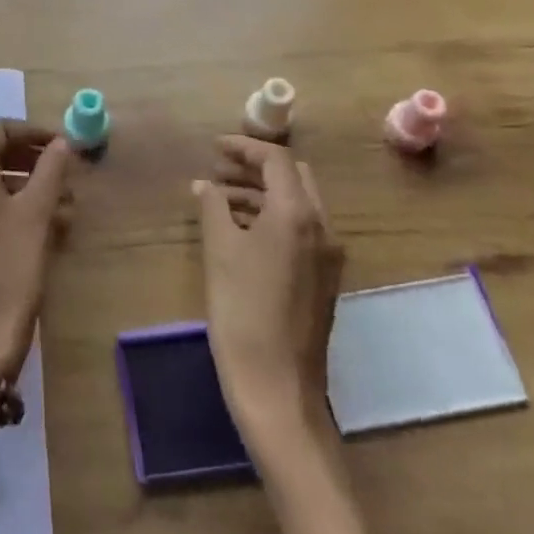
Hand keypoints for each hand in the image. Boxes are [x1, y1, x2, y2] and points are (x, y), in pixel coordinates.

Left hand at [0, 120, 75, 380]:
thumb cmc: (12, 266)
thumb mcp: (36, 213)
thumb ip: (50, 169)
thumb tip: (61, 142)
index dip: (30, 131)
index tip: (61, 144)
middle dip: (30, 158)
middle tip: (65, 170)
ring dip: (26, 184)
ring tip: (63, 202)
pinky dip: (12, 207)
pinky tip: (44, 226)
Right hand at [193, 135, 340, 440]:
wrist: (277, 387)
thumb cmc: (242, 311)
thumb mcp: (220, 252)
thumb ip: (213, 208)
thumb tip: (205, 185)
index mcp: (298, 214)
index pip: (276, 160)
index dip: (244, 147)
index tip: (214, 147)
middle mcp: (322, 228)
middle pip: (293, 177)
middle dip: (256, 167)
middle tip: (219, 169)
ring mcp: (327, 256)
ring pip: (298, 204)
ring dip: (262, 192)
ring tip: (221, 198)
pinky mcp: (322, 279)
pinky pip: (300, 230)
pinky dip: (272, 217)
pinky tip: (241, 231)